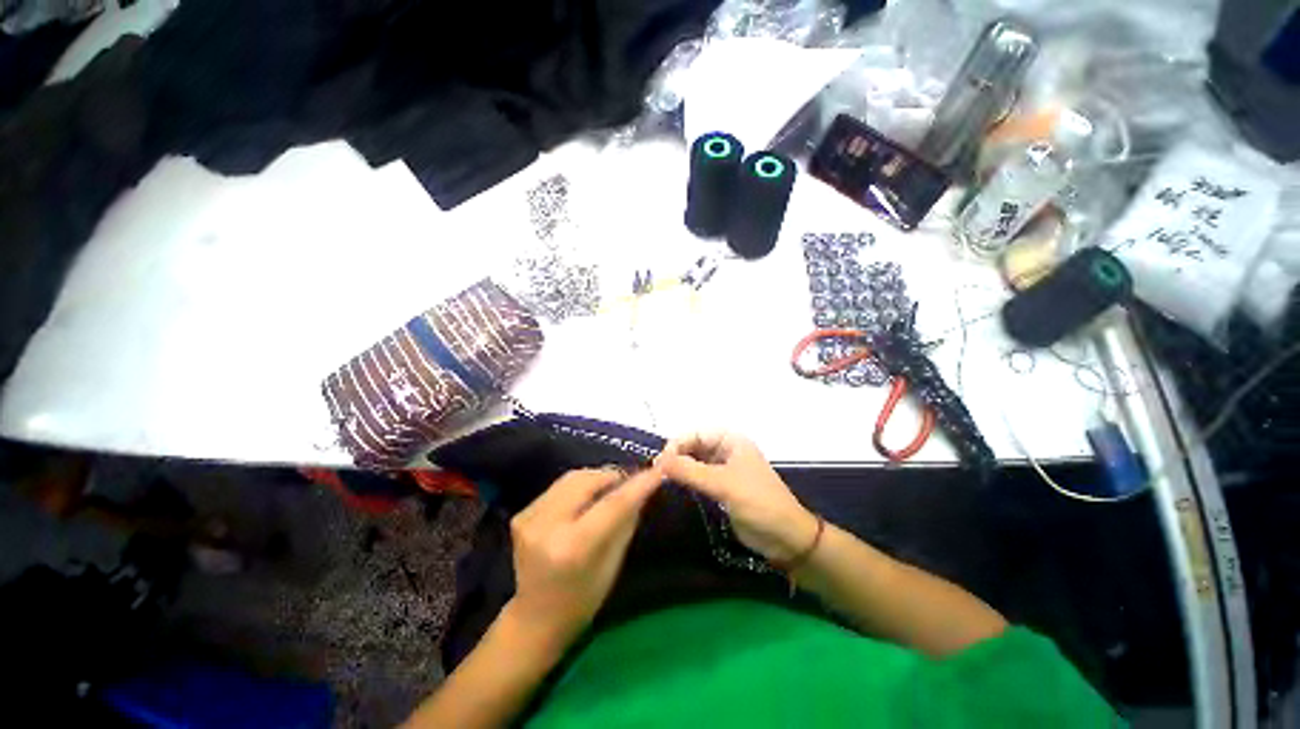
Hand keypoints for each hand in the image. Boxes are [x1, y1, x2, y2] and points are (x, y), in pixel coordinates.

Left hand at [508, 466, 662, 646]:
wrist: (536, 617)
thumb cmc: (582, 599)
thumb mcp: (613, 564)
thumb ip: (626, 521)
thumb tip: (642, 487)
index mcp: (573, 548)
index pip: (612, 504)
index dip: (637, 484)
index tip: (656, 471)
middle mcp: (546, 527)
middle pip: (586, 480)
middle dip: (612, 475)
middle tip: (630, 480)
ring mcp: (529, 518)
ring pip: (571, 478)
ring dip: (595, 478)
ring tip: (611, 486)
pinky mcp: (522, 514)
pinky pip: (559, 487)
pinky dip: (578, 486)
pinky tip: (587, 498)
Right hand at [655, 432, 818, 563]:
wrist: (786, 537)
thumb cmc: (757, 502)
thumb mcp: (722, 484)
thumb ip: (690, 471)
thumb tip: (658, 462)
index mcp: (731, 440)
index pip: (695, 433)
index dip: (677, 445)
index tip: (660, 463)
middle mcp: (727, 449)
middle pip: (694, 445)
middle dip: (677, 456)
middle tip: (658, 473)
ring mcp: (725, 468)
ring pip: (695, 461)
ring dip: (680, 468)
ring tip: (663, 480)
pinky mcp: (723, 486)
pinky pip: (700, 476)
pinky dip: (687, 479)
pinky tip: (676, 487)